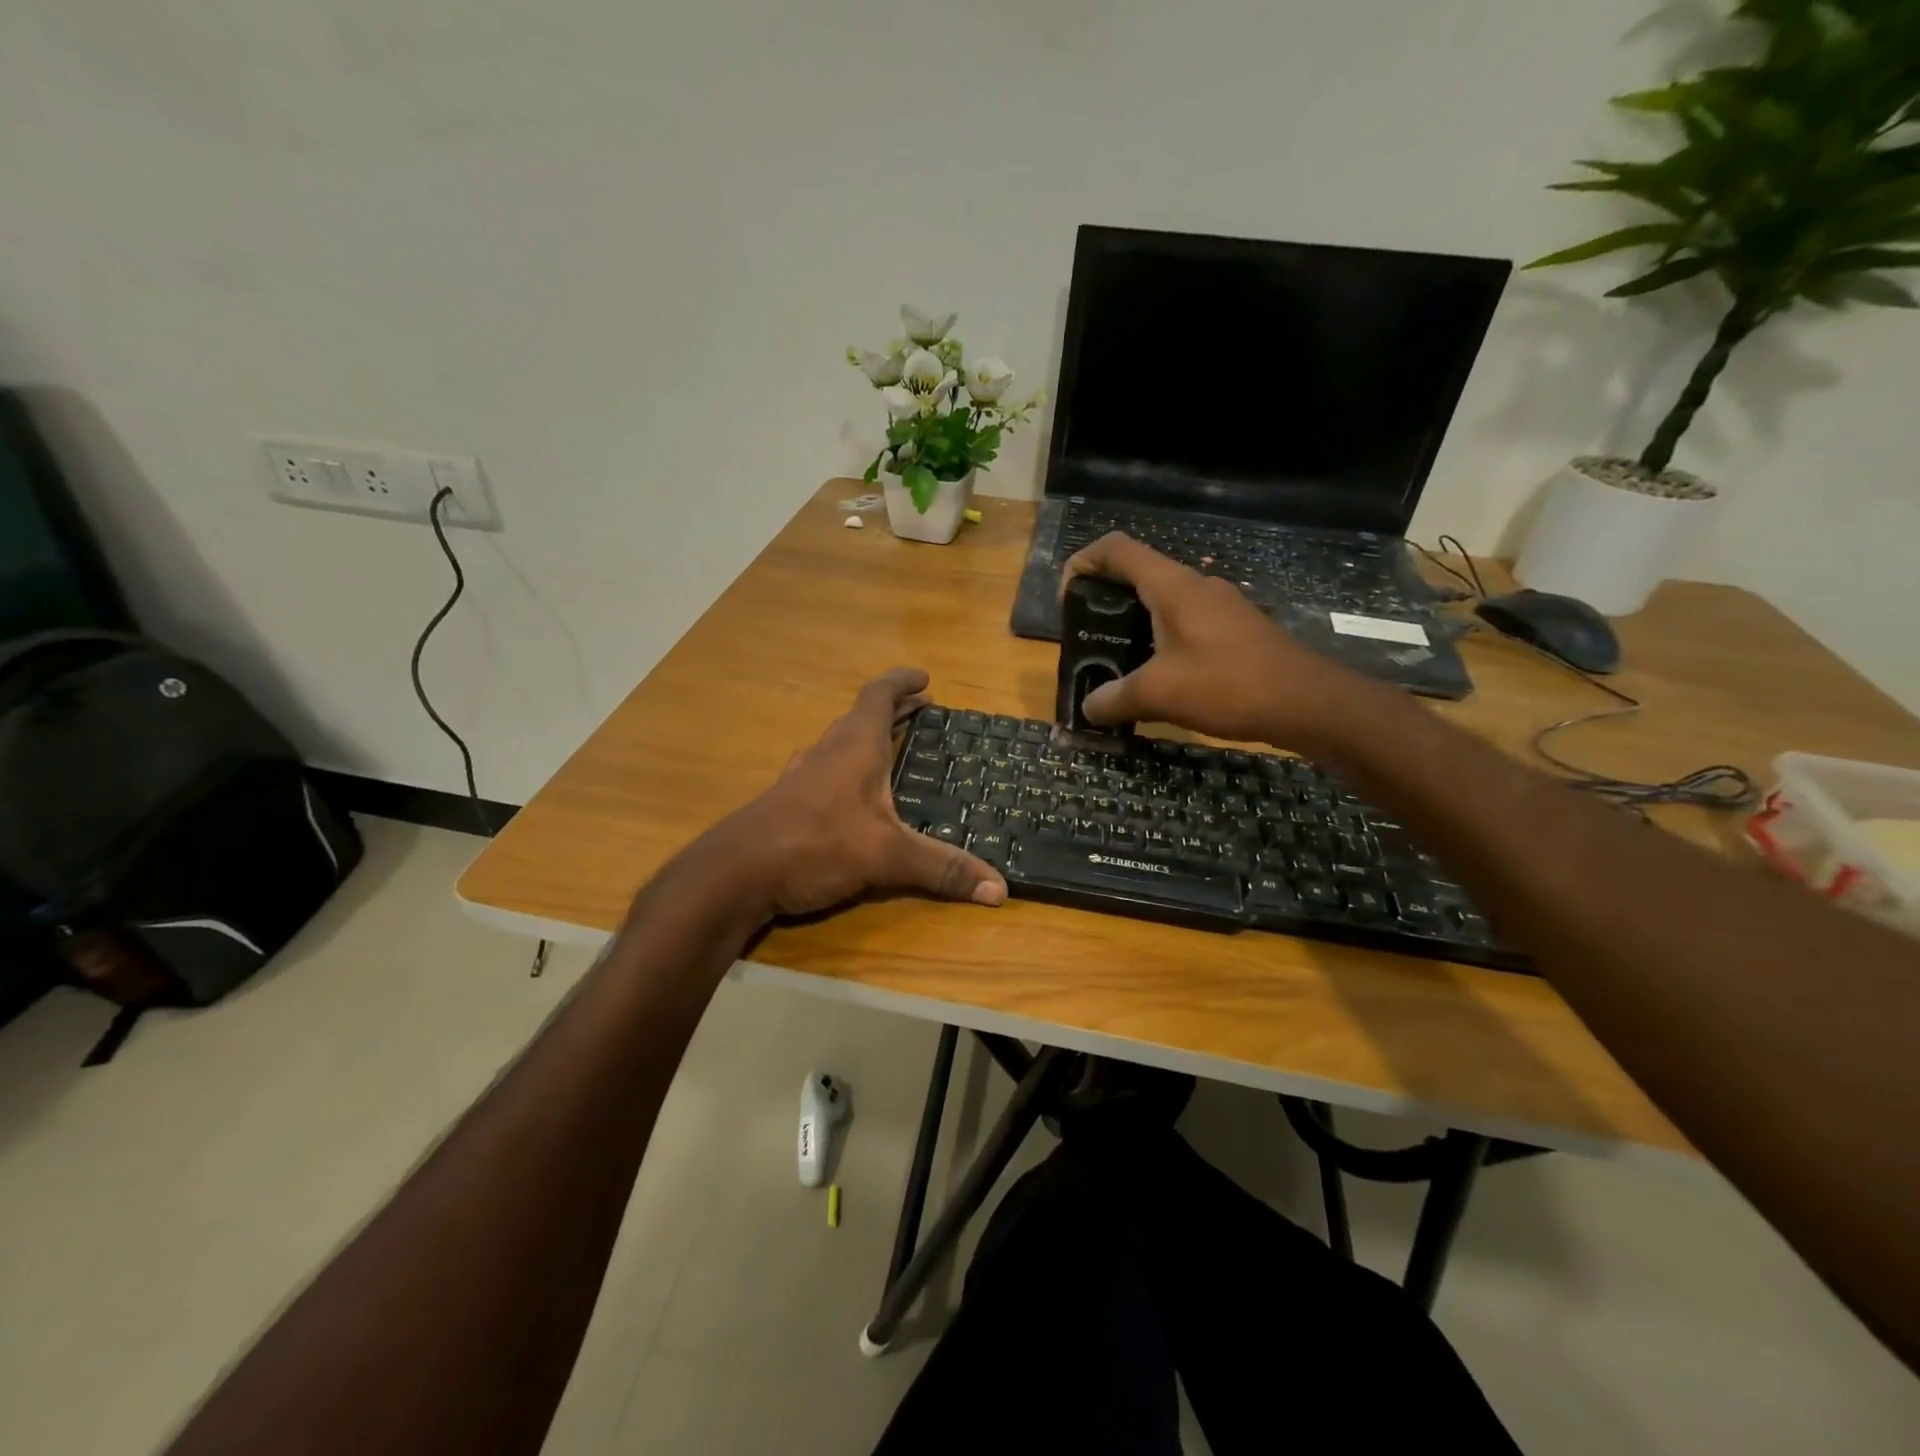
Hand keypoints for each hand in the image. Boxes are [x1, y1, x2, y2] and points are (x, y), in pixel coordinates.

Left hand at [694, 668, 1007, 918]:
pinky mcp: (787, 804)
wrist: (734, 874)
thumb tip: (1001, 889)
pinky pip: (825, 773)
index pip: (878, 696)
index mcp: (854, 747)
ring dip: (867, 740)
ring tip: (891, 750)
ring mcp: (802, 778)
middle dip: (893, 712)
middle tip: (921, 710)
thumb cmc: (815, 844)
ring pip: (839, 745)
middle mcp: (827, 752)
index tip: (924, 678)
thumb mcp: (887, 856)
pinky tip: (852, 798)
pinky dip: (847, 771)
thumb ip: (942, 869)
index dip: (901, 682)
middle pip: (861, 718)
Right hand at [1061, 532, 1356, 747]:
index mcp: (1172, 587)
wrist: (1307, 701)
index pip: (1117, 549)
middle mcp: (1196, 585)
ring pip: (1164, 600)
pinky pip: (1187, 621)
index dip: (1084, 561)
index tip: (1067, 595)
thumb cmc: (1227, 685)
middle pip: (1138, 573)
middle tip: (1088, 635)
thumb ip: (1114, 698)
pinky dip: (1162, 637)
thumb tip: (1088, 708)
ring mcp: (1221, 605)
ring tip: (1118, 659)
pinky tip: (1161, 675)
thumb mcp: (1159, 694)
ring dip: (1134, 621)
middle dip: (1105, 598)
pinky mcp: (1237, 628)